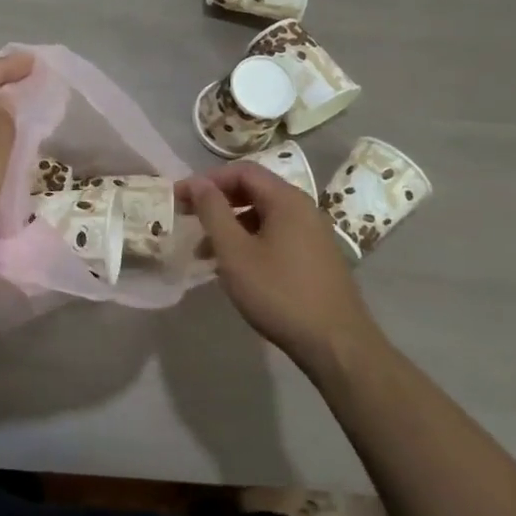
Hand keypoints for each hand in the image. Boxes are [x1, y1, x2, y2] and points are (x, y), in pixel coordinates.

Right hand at [177, 163, 377, 373]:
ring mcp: (313, 234)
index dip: (207, 180)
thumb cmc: (280, 293)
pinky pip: (276, 236)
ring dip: (231, 226)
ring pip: (263, 216)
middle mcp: (304, 209)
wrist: (337, 344)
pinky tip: (235, 268)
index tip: (179, 198)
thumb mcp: (235, 252)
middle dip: (217, 203)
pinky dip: (249, 242)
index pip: (241, 171)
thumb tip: (197, 182)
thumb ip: (213, 212)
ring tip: (204, 253)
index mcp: (286, 199)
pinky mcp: (315, 258)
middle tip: (188, 219)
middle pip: (254, 190)